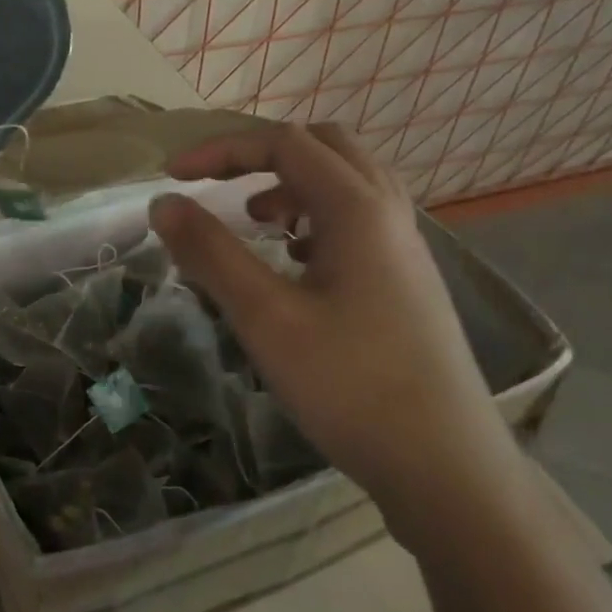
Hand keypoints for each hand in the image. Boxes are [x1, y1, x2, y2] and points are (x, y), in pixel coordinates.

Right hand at [148, 123, 517, 526]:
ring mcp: (405, 247)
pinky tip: (293, 260)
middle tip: (219, 182)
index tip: (172, 177)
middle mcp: (388, 212)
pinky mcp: (407, 280)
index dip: (221, 150)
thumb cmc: (351, 386)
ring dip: (292, 183)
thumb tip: (163, 203)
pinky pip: (358, 218)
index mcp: (357, 208)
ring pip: (346, 181)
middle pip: (324, 146)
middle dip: (262, 153)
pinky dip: (315, 216)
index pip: (283, 143)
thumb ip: (210, 252)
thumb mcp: (265, 317)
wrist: (447, 469)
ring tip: (255, 219)